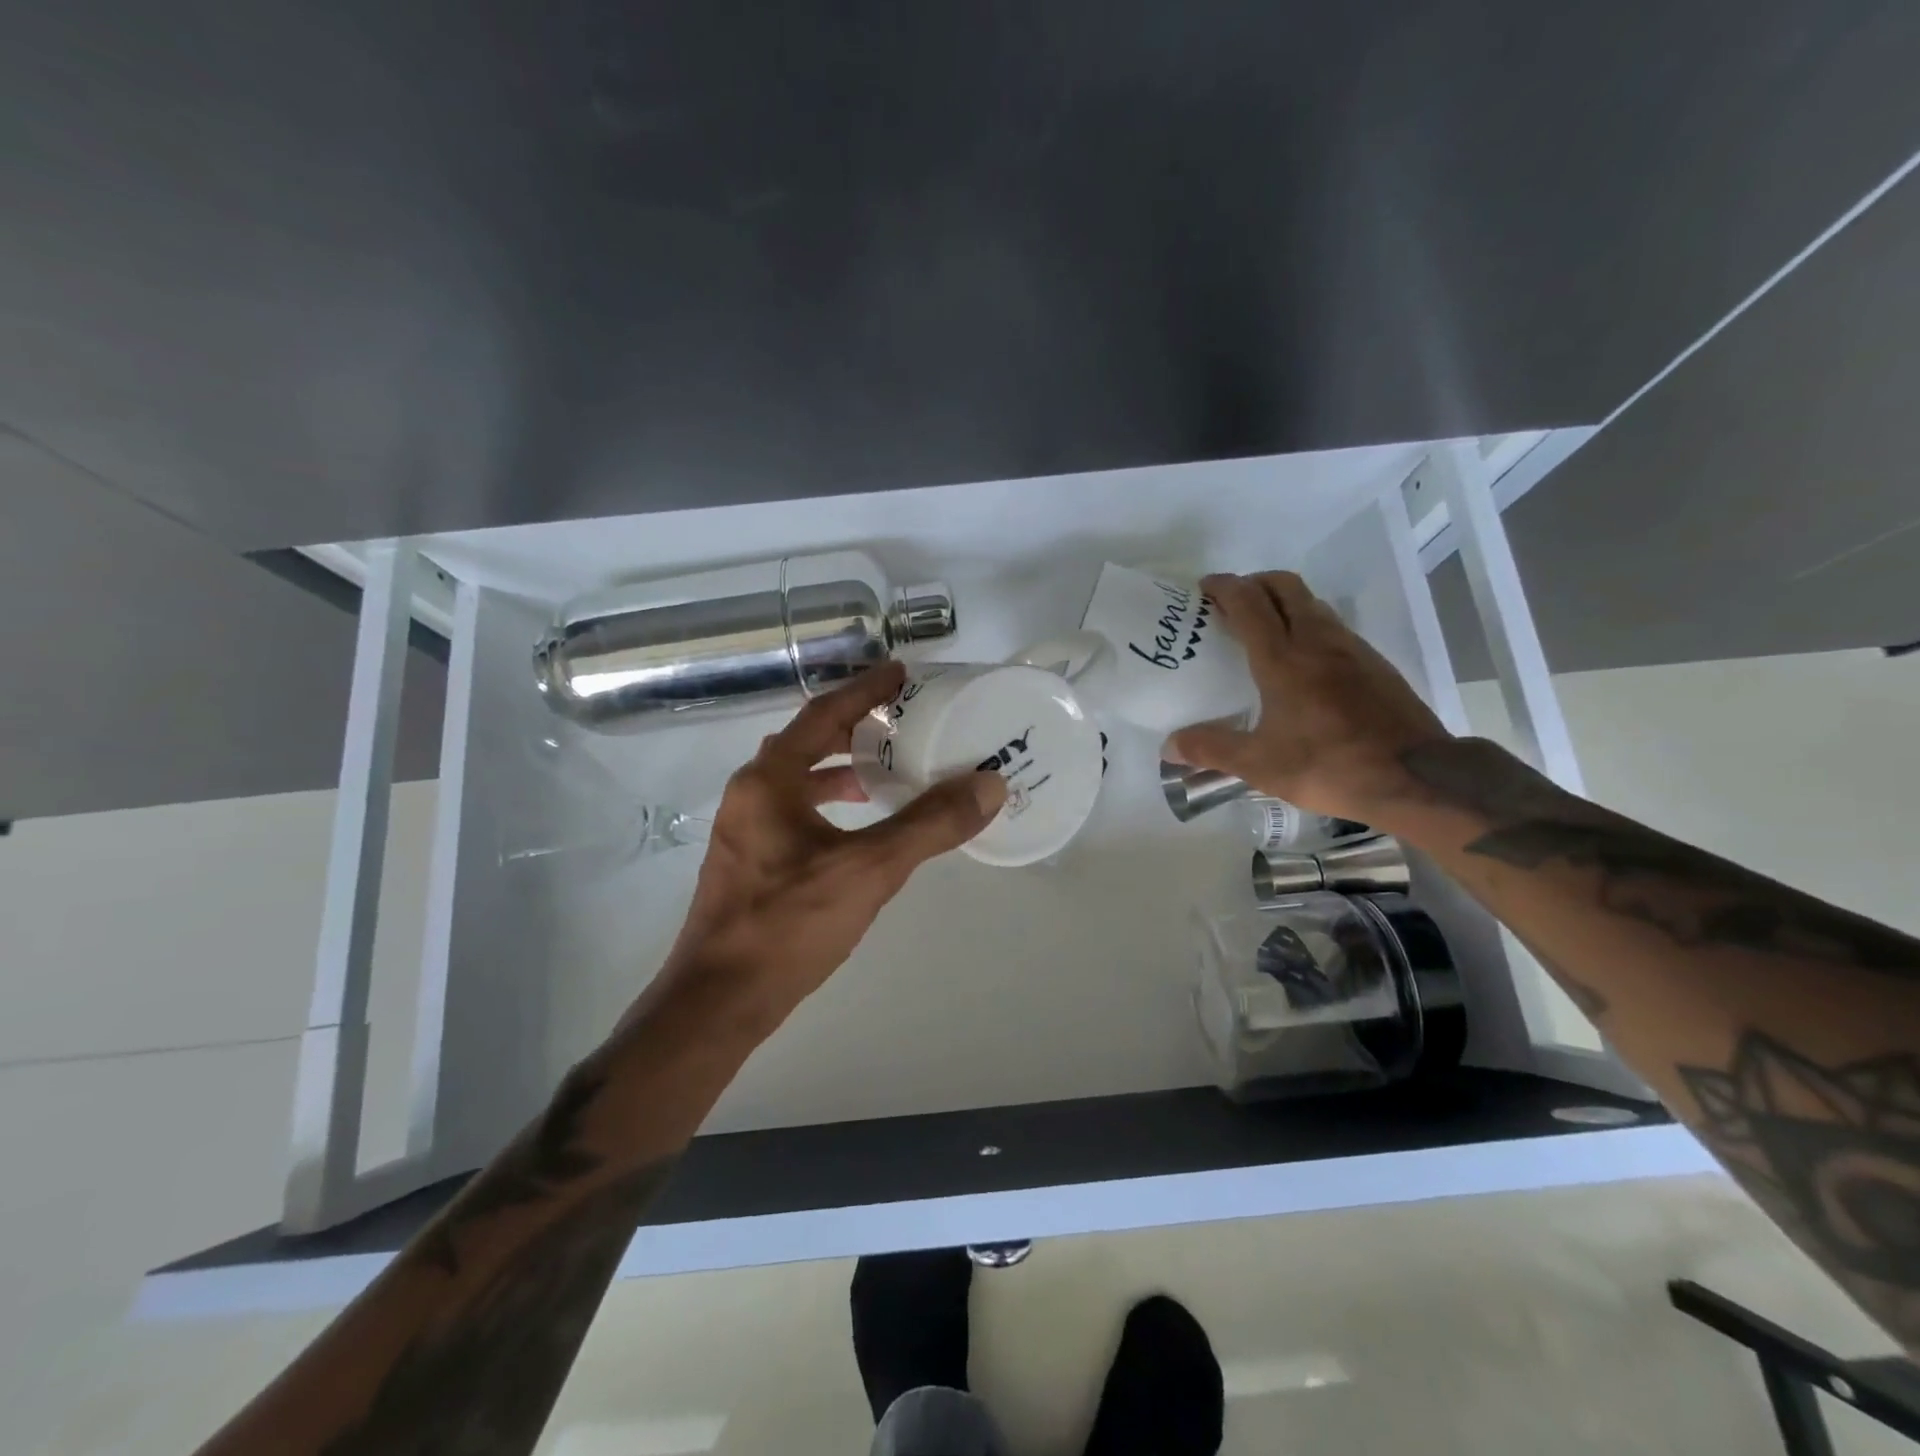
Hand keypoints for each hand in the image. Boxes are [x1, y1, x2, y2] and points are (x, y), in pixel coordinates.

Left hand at [659, 662, 1007, 1027]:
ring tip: (886, 769)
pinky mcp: (750, 860)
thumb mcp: (869, 871)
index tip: (901, 673)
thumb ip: (930, 826)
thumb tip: (988, 785)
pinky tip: (859, 826)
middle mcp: (751, 794)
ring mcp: (745, 829)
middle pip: (807, 741)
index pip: (823, 714)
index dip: (865, 690)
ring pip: (798, 778)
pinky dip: (829, 802)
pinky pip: (794, 808)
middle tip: (901, 718)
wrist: (718, 1002)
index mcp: (769, 780)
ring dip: (840, 766)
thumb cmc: (789, 925)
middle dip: (853, 725)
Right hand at [1165, 571, 1450, 823]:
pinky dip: (1308, 624)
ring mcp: (1351, 648)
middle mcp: (1316, 641)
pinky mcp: (1374, 663)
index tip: (1203, 589)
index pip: (1249, 603)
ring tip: (1262, 629)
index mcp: (1283, 659)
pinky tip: (1302, 661)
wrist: (1417, 776)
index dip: (1223, 587)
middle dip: (1254, 583)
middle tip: (1231, 603)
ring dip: (1283, 601)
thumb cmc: (1330, 766)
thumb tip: (1169, 746)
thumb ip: (1212, 750)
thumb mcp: (1261, 765)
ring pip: (1312, 603)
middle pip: (1284, 586)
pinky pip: (1332, 626)